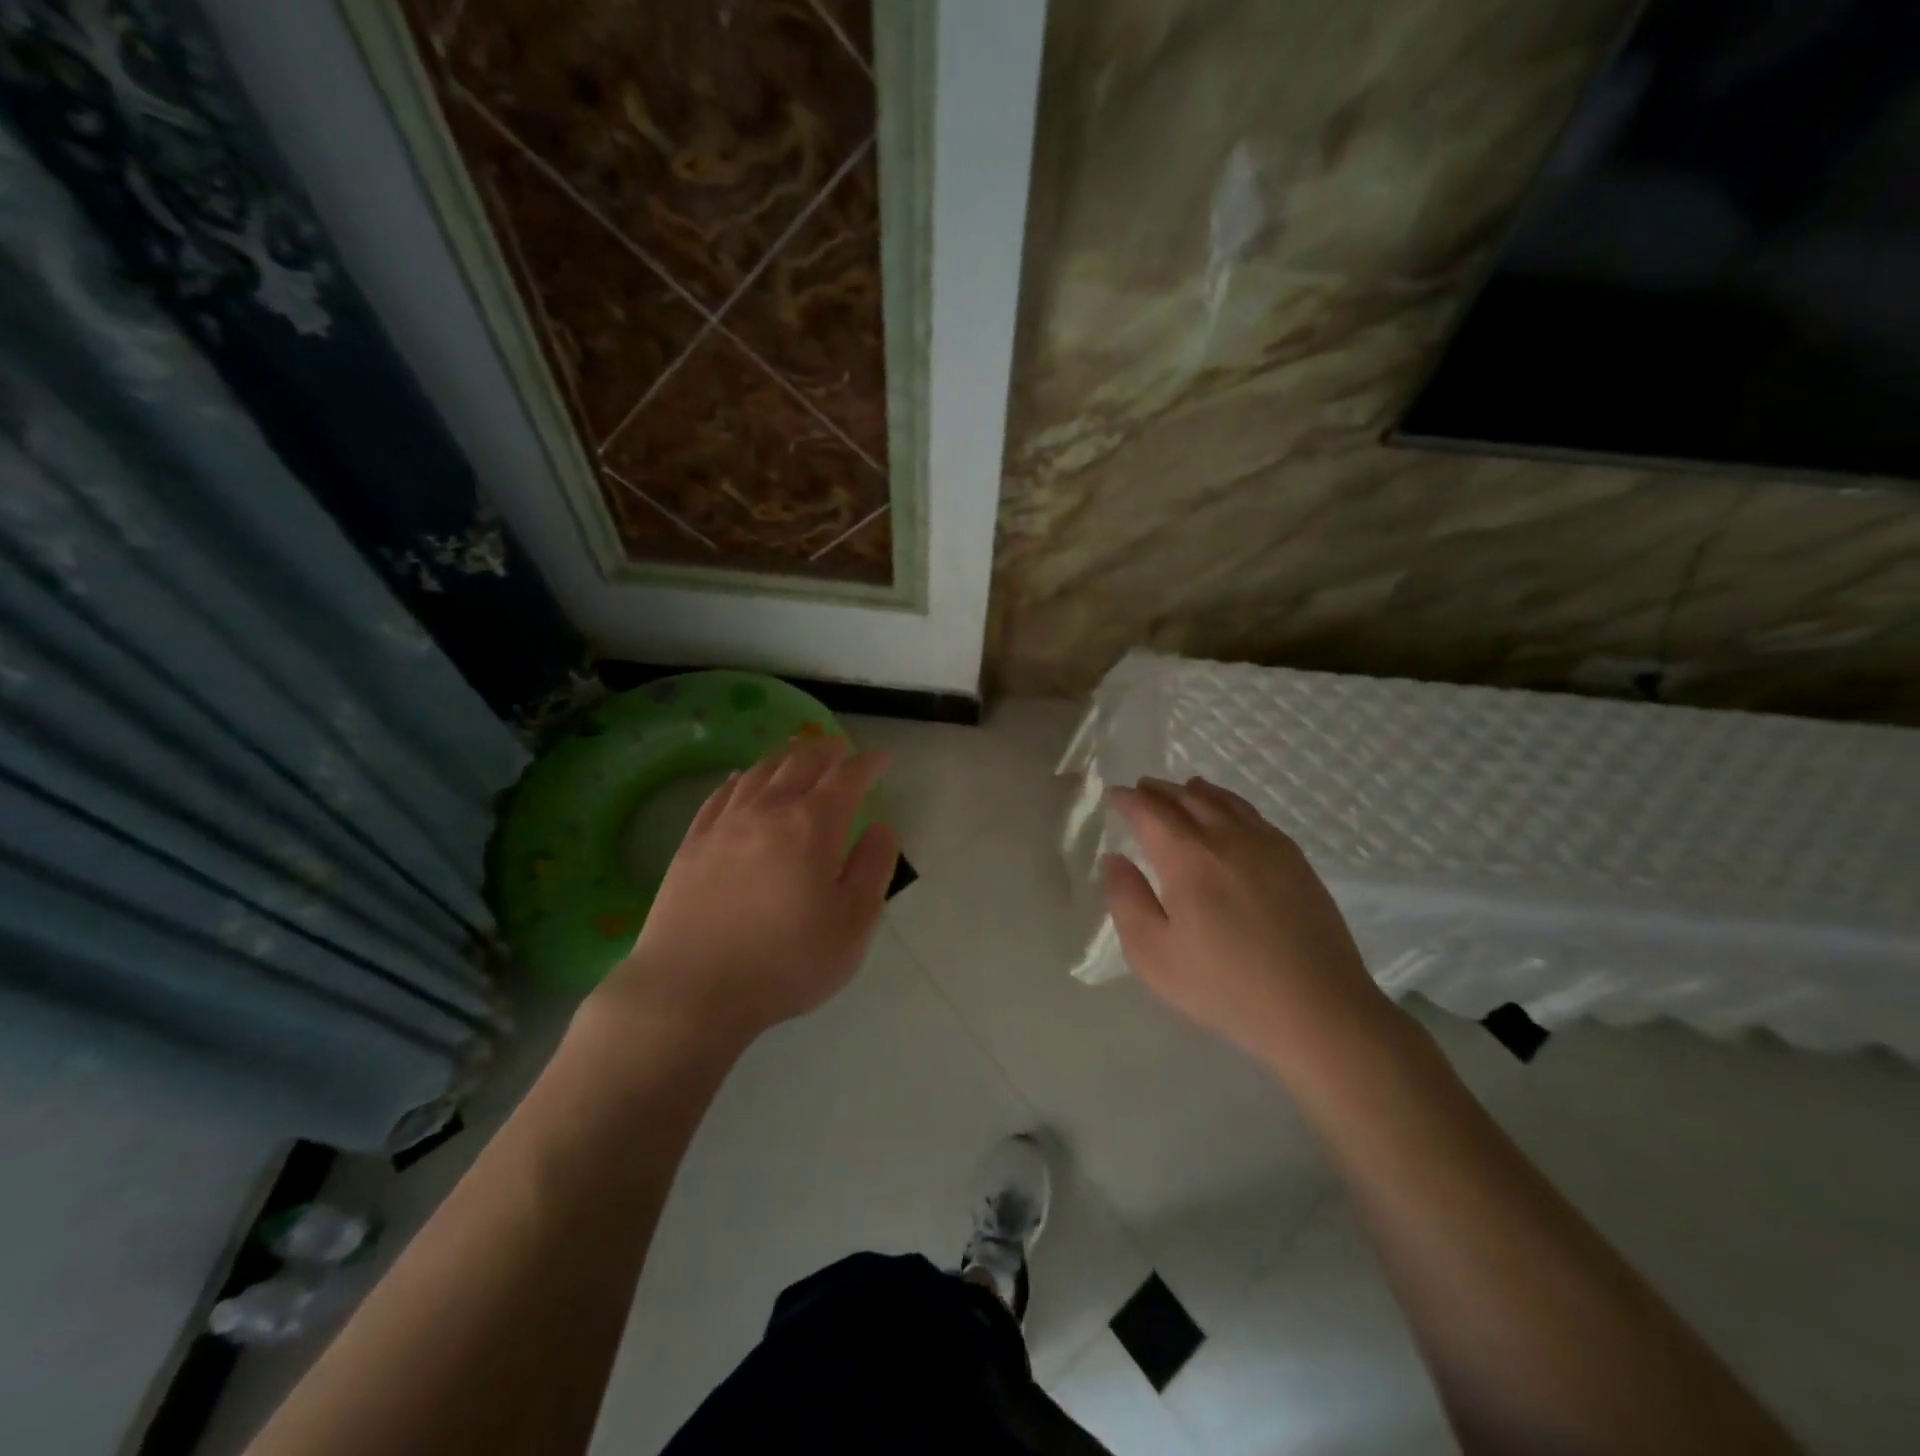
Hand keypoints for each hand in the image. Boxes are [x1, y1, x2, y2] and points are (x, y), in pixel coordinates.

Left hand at [593, 739, 899, 1046]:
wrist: (690, 990)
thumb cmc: (785, 961)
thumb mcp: (852, 924)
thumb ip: (873, 868)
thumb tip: (881, 827)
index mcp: (812, 825)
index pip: (848, 778)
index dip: (868, 763)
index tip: (883, 758)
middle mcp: (768, 810)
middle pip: (801, 763)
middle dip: (826, 750)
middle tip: (841, 746)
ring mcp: (724, 824)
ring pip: (759, 772)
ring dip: (785, 756)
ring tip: (797, 750)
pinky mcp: (692, 843)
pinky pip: (720, 795)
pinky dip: (739, 779)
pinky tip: (741, 779)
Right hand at [1101, 777, 1395, 1067]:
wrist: (1318, 1009)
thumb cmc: (1225, 987)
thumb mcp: (1154, 955)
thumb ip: (1127, 901)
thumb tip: (1115, 860)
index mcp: (1187, 858)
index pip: (1150, 812)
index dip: (1129, 800)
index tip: (1115, 795)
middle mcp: (1226, 837)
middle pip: (1186, 799)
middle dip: (1158, 791)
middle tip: (1141, 789)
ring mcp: (1266, 844)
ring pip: (1223, 801)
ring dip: (1195, 792)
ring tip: (1182, 790)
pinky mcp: (1295, 859)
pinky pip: (1253, 815)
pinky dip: (1229, 803)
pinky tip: (1228, 814)